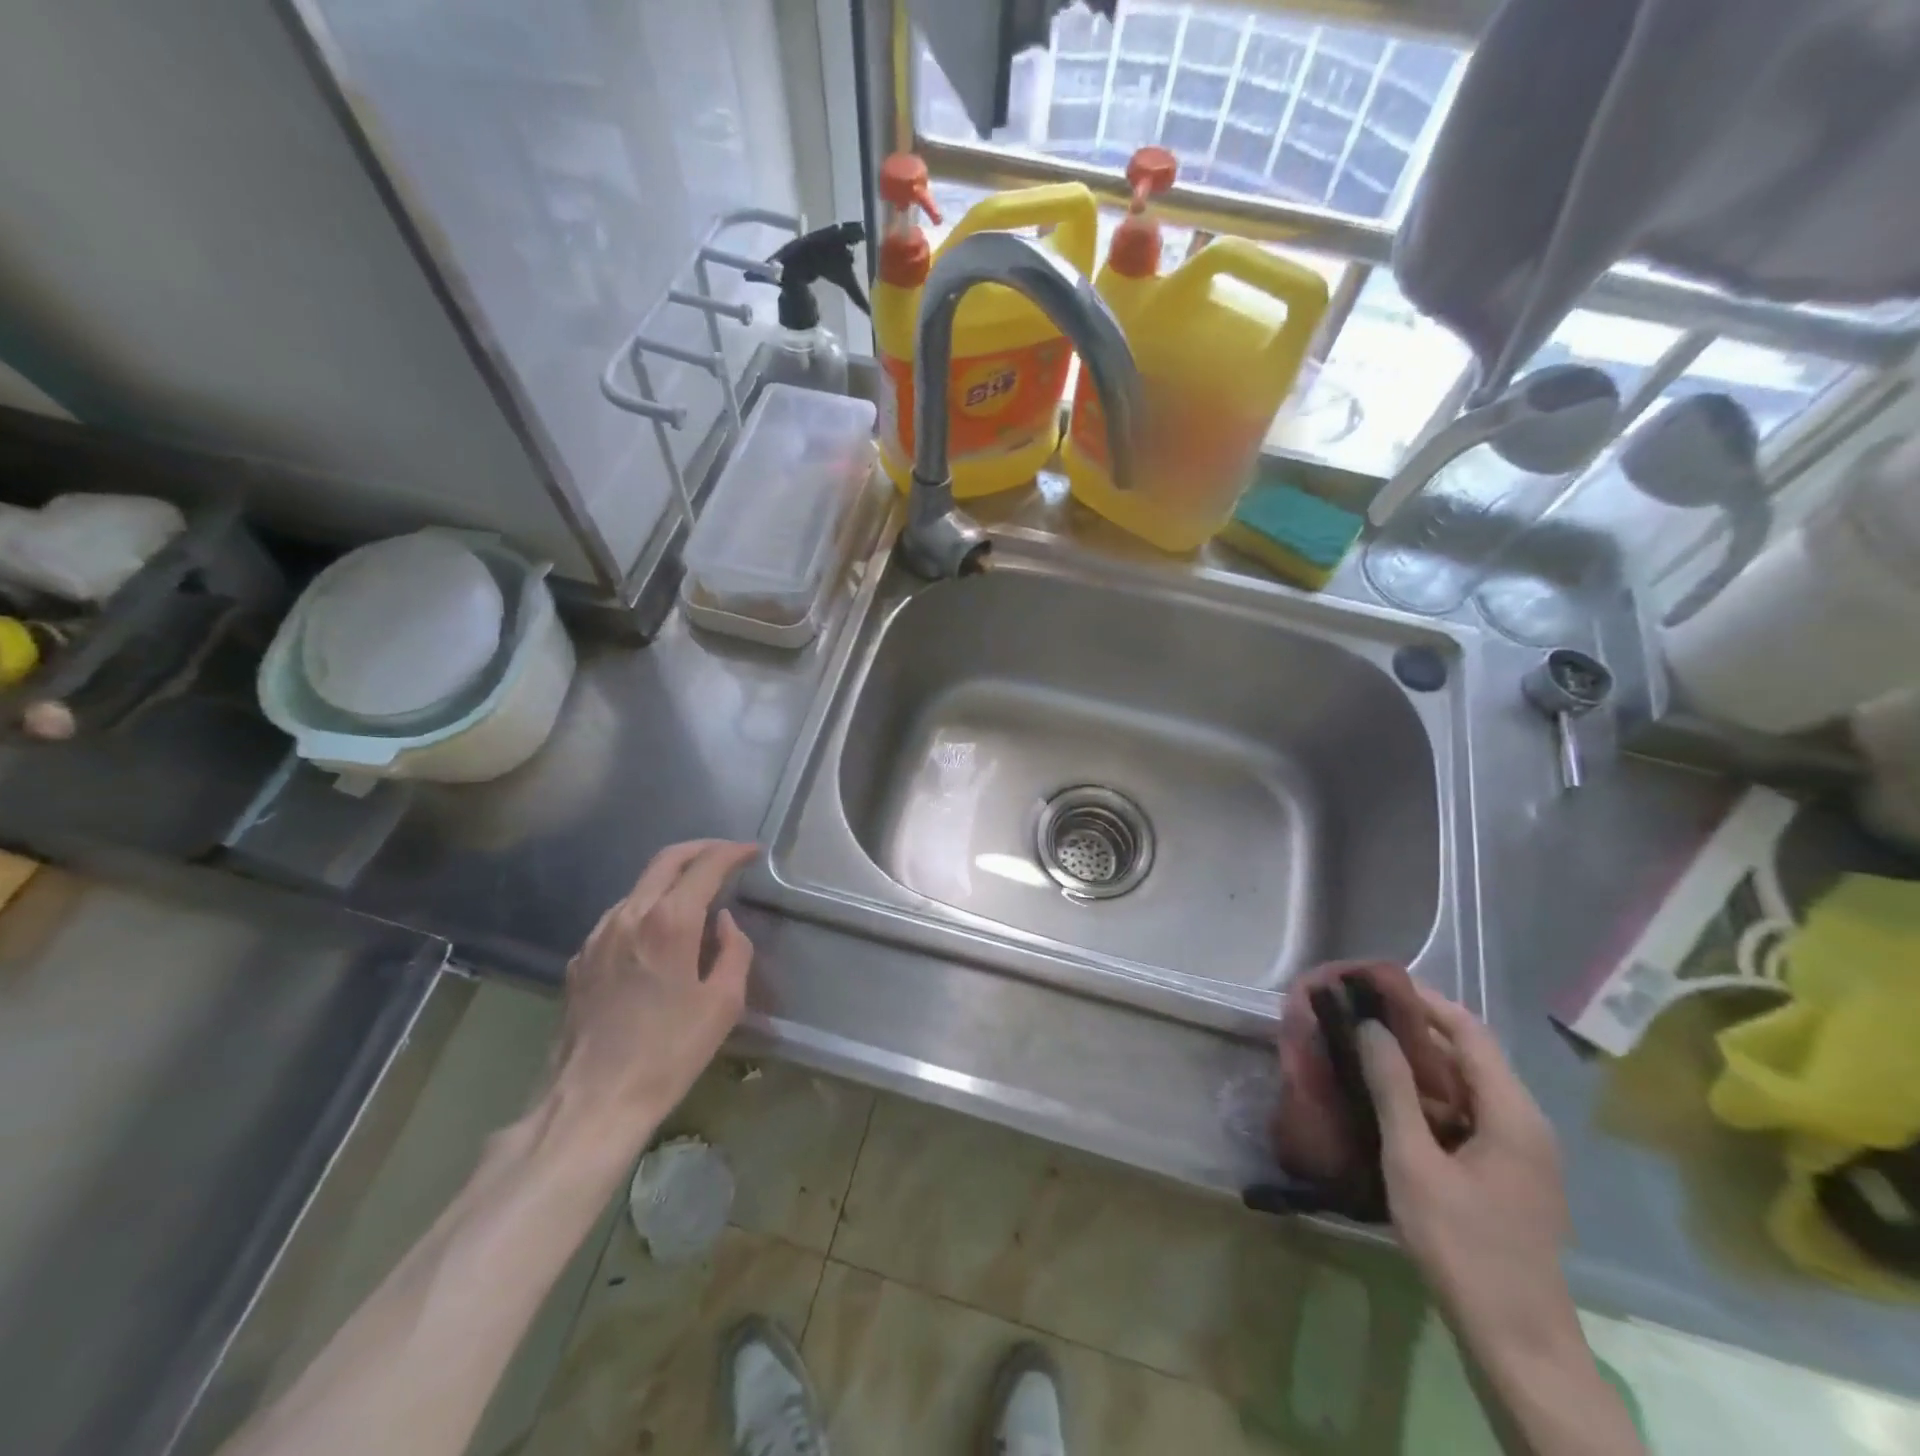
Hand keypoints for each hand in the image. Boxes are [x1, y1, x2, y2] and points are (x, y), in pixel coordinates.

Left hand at [547, 840, 758, 1154]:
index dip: (733, 852)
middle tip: (727, 855)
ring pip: (640, 886)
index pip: (706, 865)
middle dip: (701, 849)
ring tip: (697, 894)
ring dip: (672, 878)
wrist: (591, 1101)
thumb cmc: (668, 1053)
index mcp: (669, 921)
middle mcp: (629, 915)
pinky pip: (620, 916)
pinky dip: (647, 907)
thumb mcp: (724, 1003)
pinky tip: (659, 933)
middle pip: (666, 860)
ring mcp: (598, 936)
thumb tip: (724, 923)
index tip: (753, 852)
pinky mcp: (579, 960)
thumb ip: (734, 950)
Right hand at [1358, 988, 1574, 1348]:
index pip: (1468, 1030)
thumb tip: (1370, 1026)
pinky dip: (1429, 1097)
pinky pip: (1467, 1115)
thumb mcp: (1414, 1162)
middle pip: (1469, 1055)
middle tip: (1359, 1014)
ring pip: (1466, 1086)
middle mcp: (1524, 1122)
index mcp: (1512, 1113)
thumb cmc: (1463, 1245)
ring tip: (1365, 1049)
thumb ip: (1393, 1089)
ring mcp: (1520, 1150)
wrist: (1517, 1341)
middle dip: (1414, 1029)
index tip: (1374, 983)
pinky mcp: (1508, 1173)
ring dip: (1419, 1064)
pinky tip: (1390, 1101)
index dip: (1423, 1000)